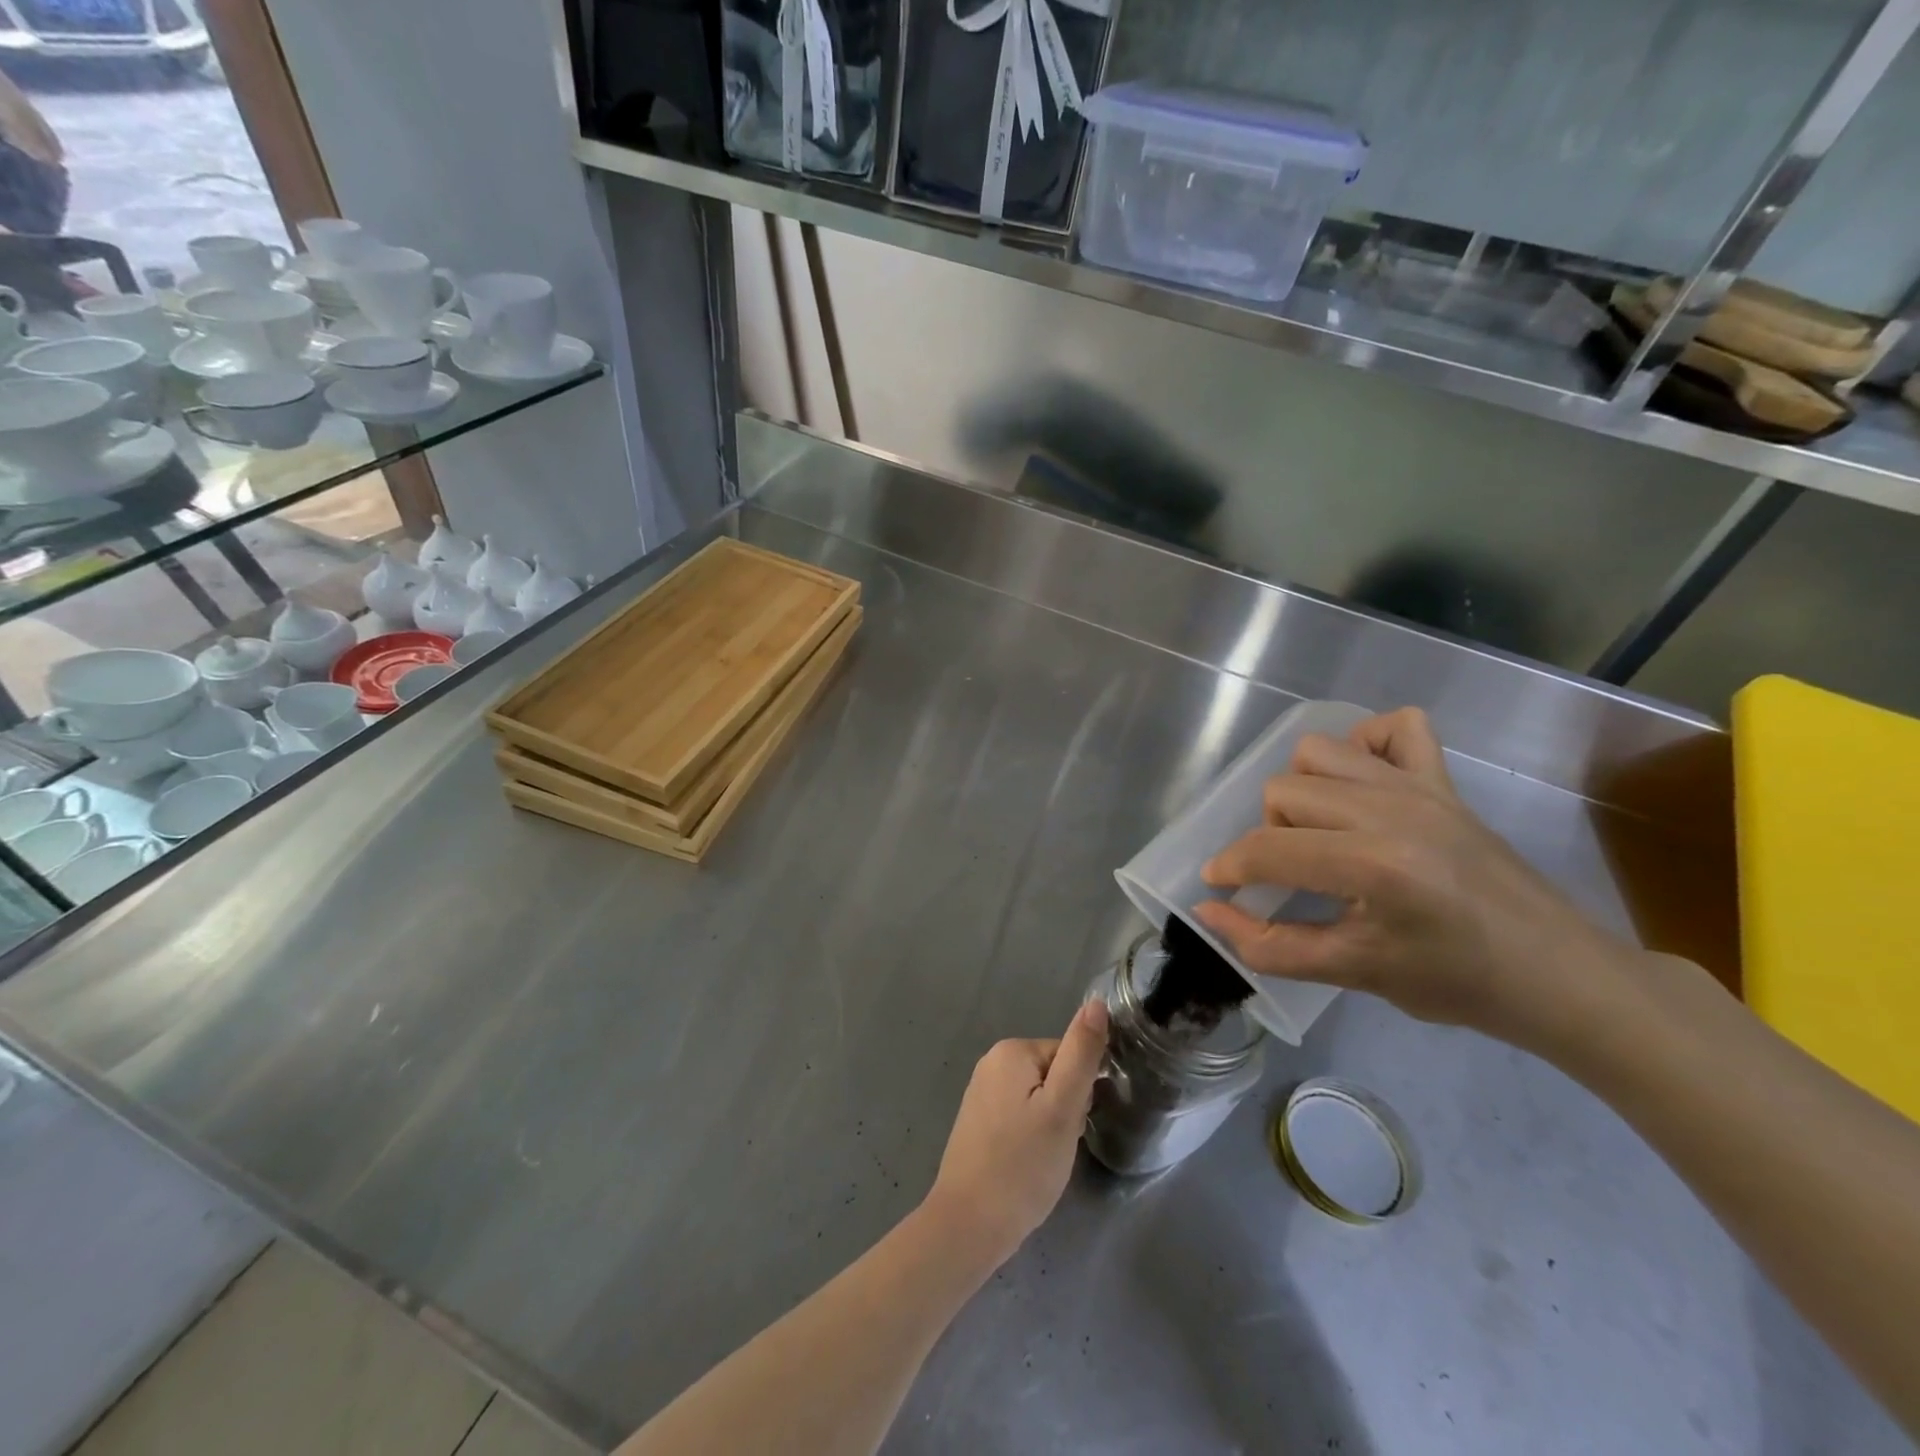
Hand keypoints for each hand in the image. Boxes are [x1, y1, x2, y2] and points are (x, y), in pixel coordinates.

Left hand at [923, 999, 1108, 1267]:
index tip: (1072, 1126)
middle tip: (1057, 1147)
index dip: (1080, 1094)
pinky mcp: (978, 1122)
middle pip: (1053, 1076)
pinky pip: (1020, 1117)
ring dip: (1050, 1127)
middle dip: (1065, 1111)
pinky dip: (1031, 1139)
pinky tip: (1027, 1166)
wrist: (969, 1225)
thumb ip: (1081, 1053)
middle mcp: (992, 1062)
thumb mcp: (1063, 1107)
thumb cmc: (1022, 1165)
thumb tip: (1096, 1003)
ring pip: (1039, 1100)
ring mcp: (981, 1093)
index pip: (1069, 1056)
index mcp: (1012, 1050)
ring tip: (1043, 1160)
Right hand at [1192, 708, 1641, 1055]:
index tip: (1218, 884)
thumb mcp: (1354, 974)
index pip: (1269, 849)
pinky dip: (1366, 745)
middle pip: (1283, 791)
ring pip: (1319, 753)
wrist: (1559, 975)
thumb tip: (1208, 910)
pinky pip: (1395, 727)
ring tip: (1322, 831)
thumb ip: (1269, 946)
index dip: (1230, 867)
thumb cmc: (1456, 984)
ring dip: (1304, 790)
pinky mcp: (1445, 781)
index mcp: (1373, 866)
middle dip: (1269, 834)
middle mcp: (1391, 811)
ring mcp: (1421, 788)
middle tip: (1292, 873)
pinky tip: (1363, 785)